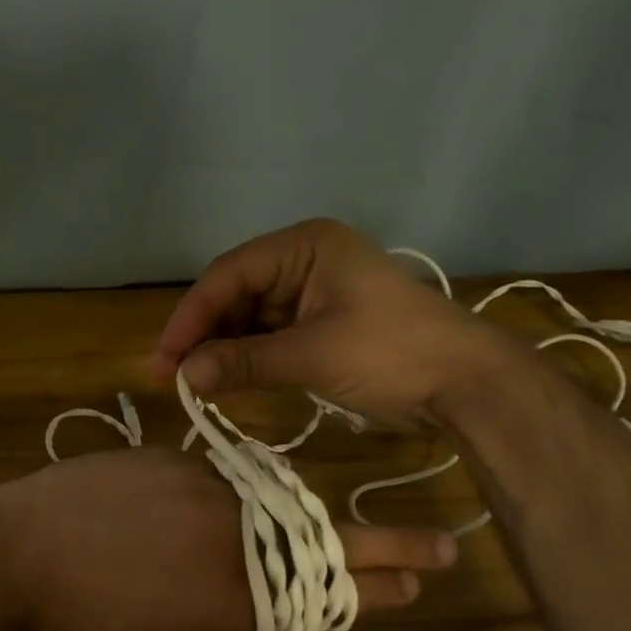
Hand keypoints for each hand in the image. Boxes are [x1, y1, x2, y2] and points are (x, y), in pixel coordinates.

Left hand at [0, 449, 456, 630]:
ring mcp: (203, 482)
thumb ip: (231, 625)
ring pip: (267, 500)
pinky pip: (216, 477)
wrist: (20, 549)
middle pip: (319, 535)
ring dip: (284, 522)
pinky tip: (190, 515)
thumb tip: (274, 608)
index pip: (331, 583)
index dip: (384, 578)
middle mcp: (234, 526)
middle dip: (373, 545)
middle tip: (424, 550)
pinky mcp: (169, 454)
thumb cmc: (88, 618)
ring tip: (278, 540)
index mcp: (238, 588)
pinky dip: (222, 498)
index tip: (428, 573)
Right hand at [153, 218, 519, 420]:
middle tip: (172, 375)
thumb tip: (184, 377)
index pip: (230, 274)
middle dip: (204, 334)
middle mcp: (303, 261)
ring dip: (222, 348)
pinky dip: (246, 357)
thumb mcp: (313, 354)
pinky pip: (268, 336)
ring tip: (193, 382)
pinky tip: (224, 379)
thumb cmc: (392, 353)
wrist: (465, 383)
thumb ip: (244, 362)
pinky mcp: (319, 323)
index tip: (165, 356)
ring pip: (248, 317)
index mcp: (304, 246)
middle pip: (235, 294)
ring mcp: (311, 293)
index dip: (191, 315)